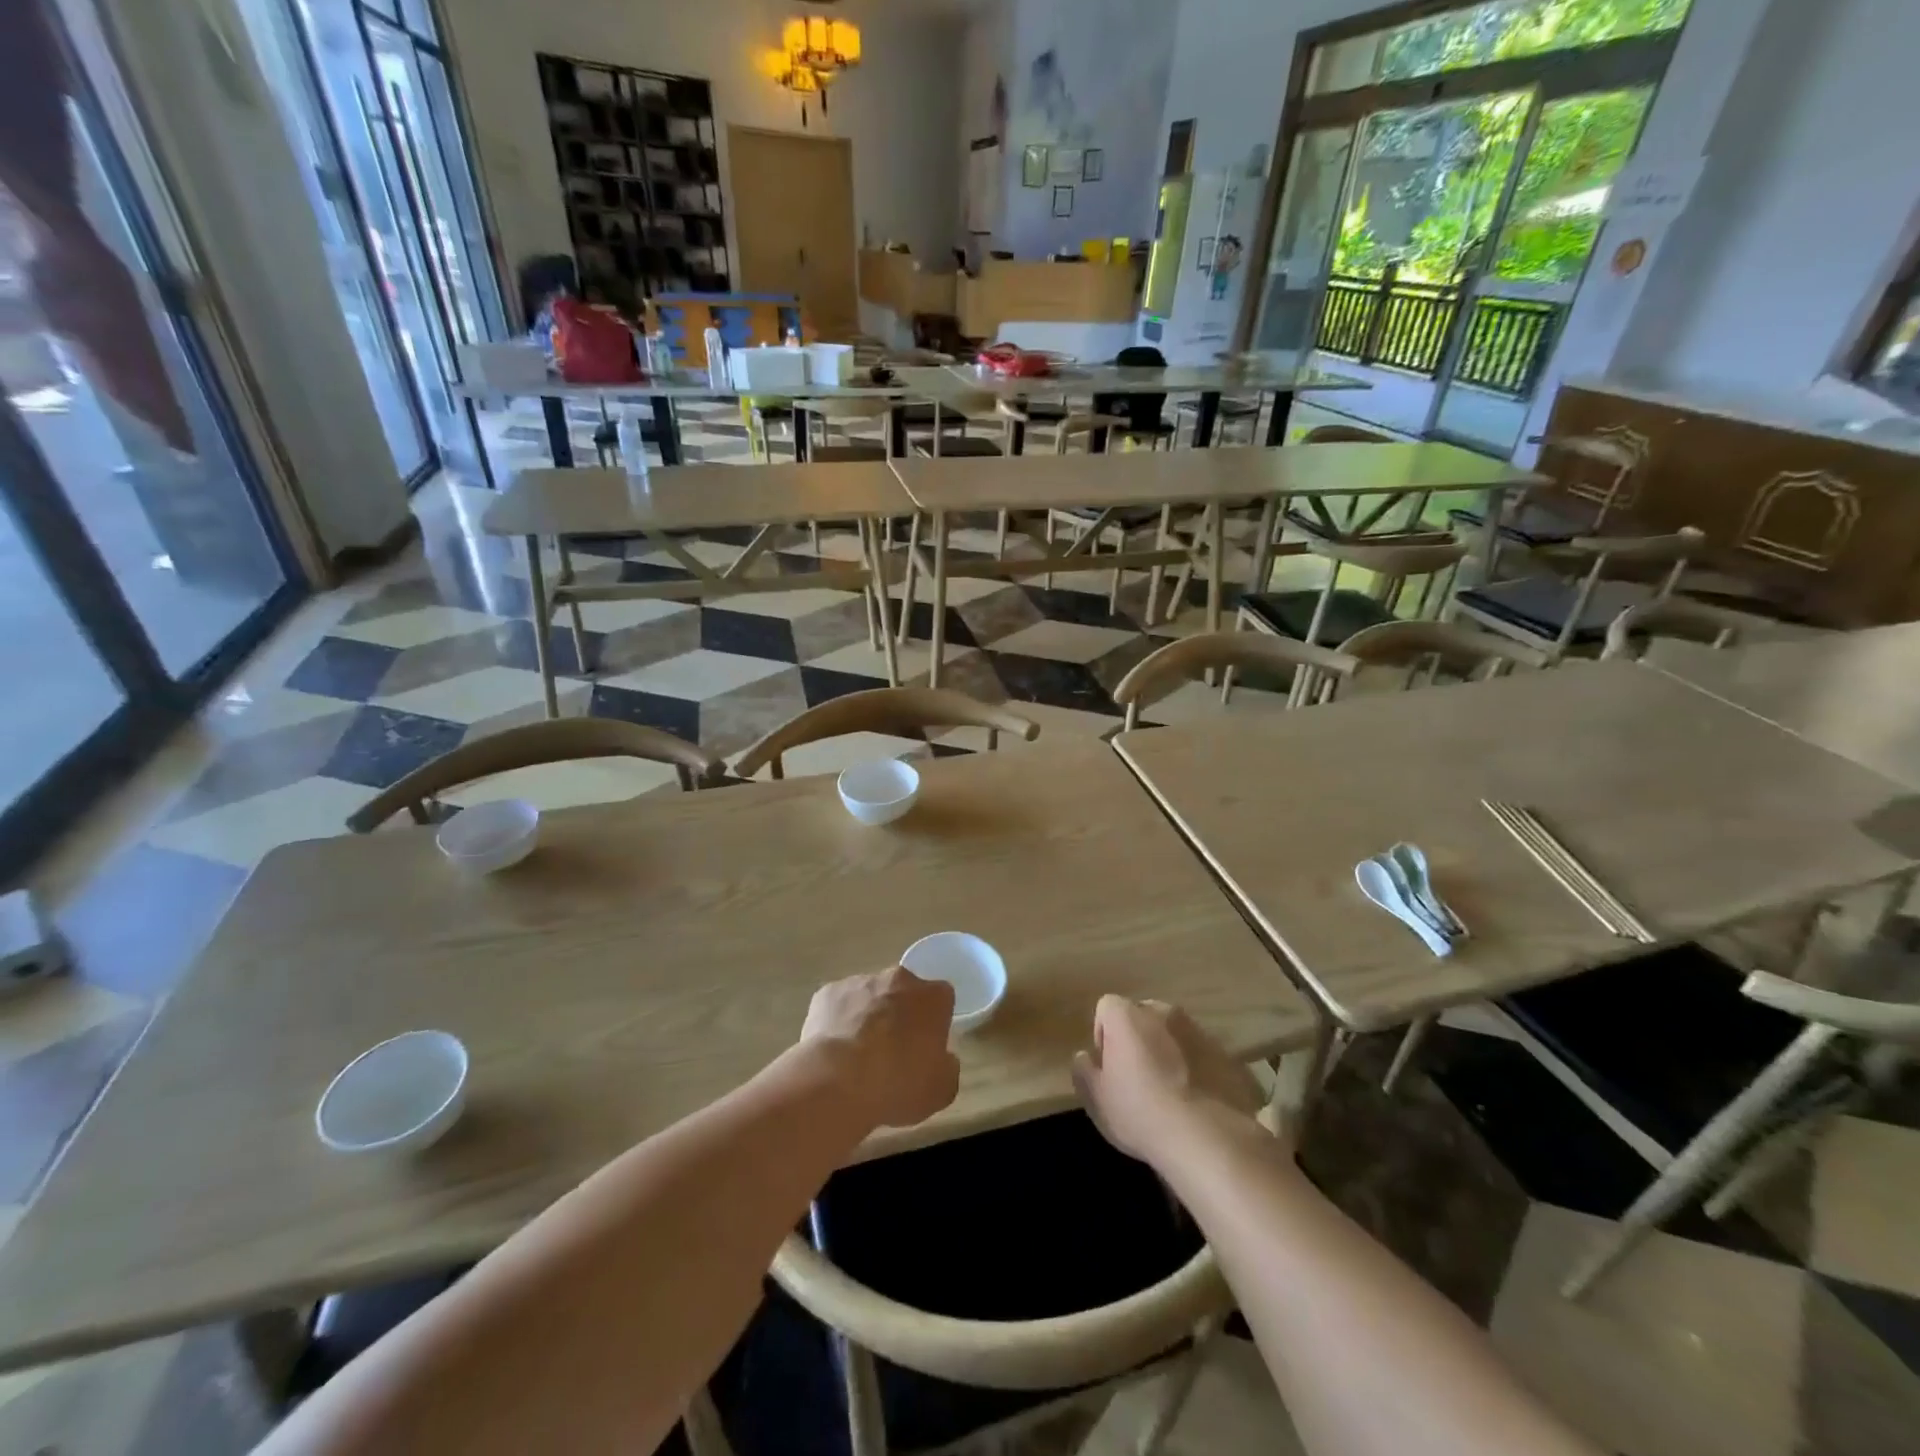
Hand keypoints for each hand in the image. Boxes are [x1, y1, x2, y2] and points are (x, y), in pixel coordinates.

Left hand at [801, 967, 959, 1130]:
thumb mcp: (941, 1090)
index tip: (927, 1046)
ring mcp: (860, 982)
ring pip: (870, 995)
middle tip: (893, 1050)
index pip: (942, 998)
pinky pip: (838, 1004)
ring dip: (868, 1016)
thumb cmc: (898, 1084)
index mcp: (932, 997)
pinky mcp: (827, 992)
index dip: (935, 1022)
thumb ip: (947, 1067)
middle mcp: (898, 979)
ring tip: (857, 1056)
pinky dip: (838, 1022)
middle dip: (901, 1013)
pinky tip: (833, 1052)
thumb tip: (942, 1059)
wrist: (837, 1082)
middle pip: (905, 991)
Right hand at [1073, 996, 1264, 1164]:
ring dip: (1171, 1053)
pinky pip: (1205, 1057)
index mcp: (1128, 1016)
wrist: (1208, 1139)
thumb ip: (1083, 1070)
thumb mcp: (1096, 1099)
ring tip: (1173, 1094)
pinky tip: (1199, 1104)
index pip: (1107, 1007)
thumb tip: (1085, 1056)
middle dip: (1139, 1039)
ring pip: (1177, 1035)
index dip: (1104, 1035)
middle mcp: (1165, 1012)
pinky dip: (1199, 1071)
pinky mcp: (1229, 1056)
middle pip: (1144, 1016)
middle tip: (1139, 1078)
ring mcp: (1201, 1032)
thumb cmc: (1140, 1113)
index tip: (1109, 1067)